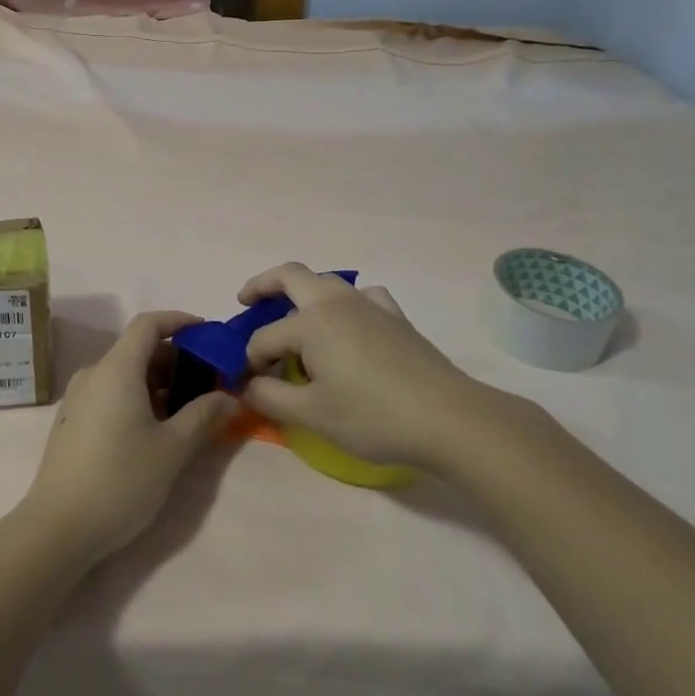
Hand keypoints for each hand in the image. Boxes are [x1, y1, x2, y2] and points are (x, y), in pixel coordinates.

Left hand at [21, 311, 236, 561]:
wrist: (58, 528)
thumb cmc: (120, 480)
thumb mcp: (173, 449)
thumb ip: (203, 415)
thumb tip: (229, 397)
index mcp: (117, 369)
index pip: (148, 324)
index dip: (178, 321)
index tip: (207, 333)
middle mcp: (94, 374)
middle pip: (137, 349)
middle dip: (175, 359)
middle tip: (206, 382)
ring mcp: (78, 398)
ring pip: (124, 373)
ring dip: (157, 382)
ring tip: (186, 410)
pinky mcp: (72, 421)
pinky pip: (110, 392)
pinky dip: (136, 396)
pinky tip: (154, 428)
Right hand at [239, 263, 539, 471]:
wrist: (449, 419)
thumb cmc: (373, 417)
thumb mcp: (312, 415)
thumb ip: (270, 397)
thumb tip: (246, 385)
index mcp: (311, 322)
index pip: (264, 338)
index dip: (250, 362)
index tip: (247, 385)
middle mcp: (336, 302)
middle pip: (290, 276)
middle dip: (262, 285)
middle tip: (245, 301)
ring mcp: (369, 304)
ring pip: (326, 281)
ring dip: (302, 292)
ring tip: (294, 318)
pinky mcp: (395, 317)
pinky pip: (362, 295)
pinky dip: (346, 302)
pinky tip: (350, 324)